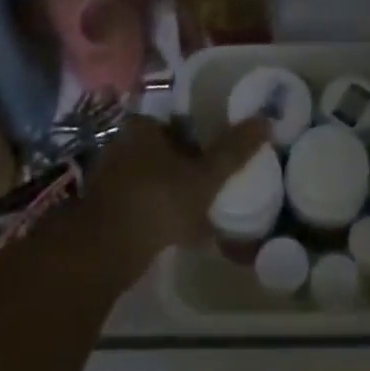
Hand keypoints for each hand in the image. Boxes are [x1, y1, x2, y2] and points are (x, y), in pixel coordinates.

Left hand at [82, 114, 269, 274]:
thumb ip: (234, 150)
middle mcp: (120, 145)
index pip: (176, 122)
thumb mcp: (205, 176)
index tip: (216, 155)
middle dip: (186, 168)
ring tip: (201, 214)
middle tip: (212, 185)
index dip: (199, 136)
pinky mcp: (103, 210)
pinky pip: (140, 205)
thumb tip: (265, 120)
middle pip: (164, 151)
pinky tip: (179, 235)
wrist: (105, 250)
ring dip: (173, 193)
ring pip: (152, 180)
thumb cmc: (158, 199)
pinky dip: (158, 215)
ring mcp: (108, 179)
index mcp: (142, 128)